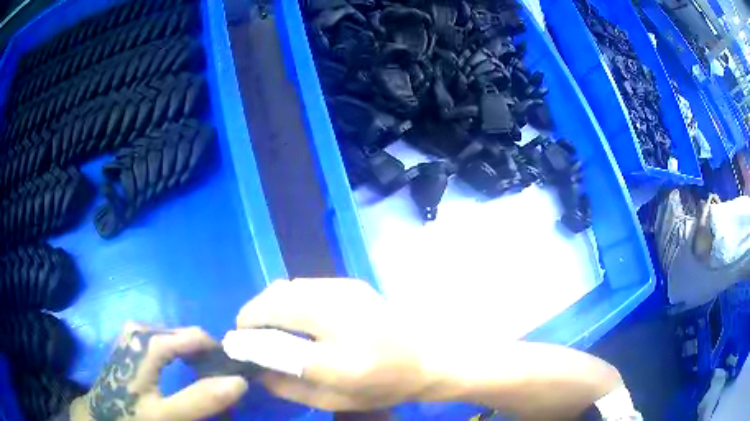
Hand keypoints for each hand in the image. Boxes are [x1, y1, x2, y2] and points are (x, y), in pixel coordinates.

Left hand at [71, 323, 247, 420]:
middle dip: (205, 358)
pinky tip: (181, 370)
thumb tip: (239, 381)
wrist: (101, 412)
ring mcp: (133, 333)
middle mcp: (140, 328)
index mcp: (148, 341)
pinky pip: (163, 341)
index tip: (234, 374)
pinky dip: (178, 355)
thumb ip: (201, 399)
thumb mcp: (168, 415)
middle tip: (218, 384)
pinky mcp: (130, 341)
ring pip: (175, 338)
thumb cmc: (132, 414)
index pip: (195, 337)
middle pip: (184, 336)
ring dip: (193, 358)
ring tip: (202, 380)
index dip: (218, 354)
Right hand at [236, 278, 430, 410]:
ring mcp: (348, 292)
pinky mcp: (351, 283)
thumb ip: (290, 388)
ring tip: (266, 325)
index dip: (249, 340)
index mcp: (342, 359)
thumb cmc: (385, 385)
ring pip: (286, 288)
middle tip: (248, 334)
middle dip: (252, 316)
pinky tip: (292, 315)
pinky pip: (303, 285)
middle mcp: (342, 316)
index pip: (278, 343)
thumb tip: (256, 370)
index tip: (236, 346)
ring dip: (267, 304)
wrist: (429, 356)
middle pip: (276, 303)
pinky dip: (286, 298)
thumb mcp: (336, 400)